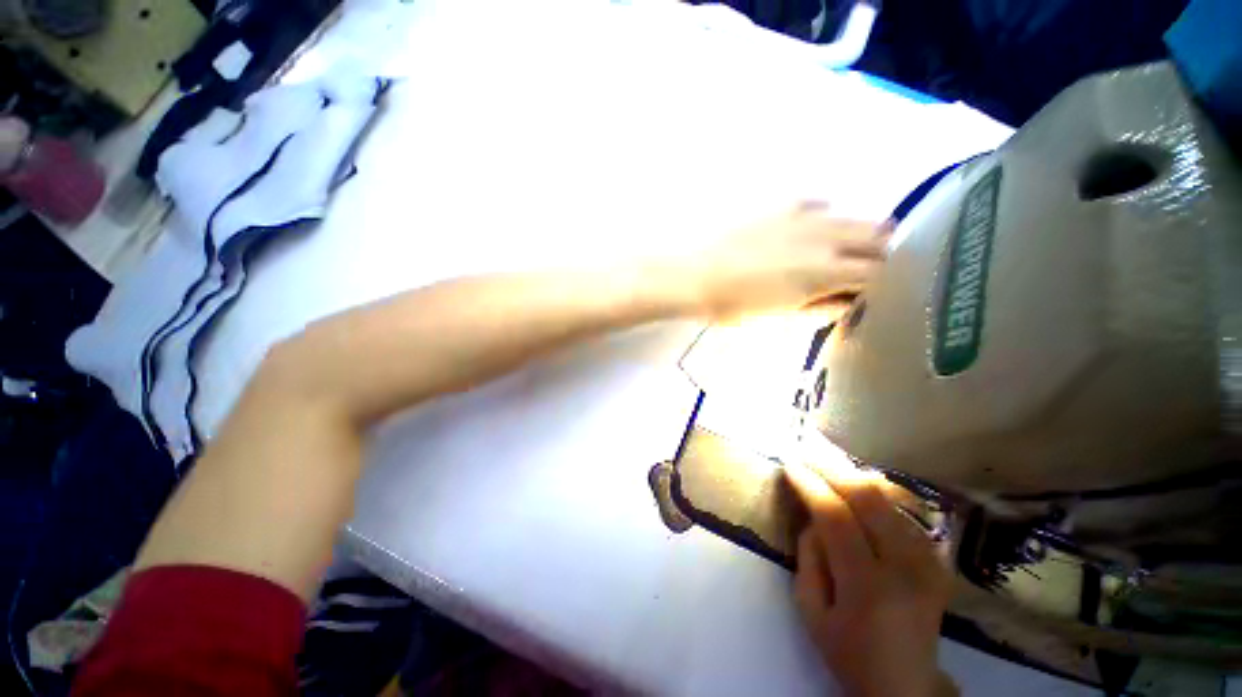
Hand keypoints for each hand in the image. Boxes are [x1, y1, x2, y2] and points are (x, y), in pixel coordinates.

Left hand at [682, 202, 889, 318]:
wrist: (694, 274)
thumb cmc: (733, 304)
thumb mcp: (778, 315)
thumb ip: (818, 307)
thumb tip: (844, 302)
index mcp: (825, 271)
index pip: (878, 273)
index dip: (878, 284)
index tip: (866, 291)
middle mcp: (826, 237)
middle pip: (878, 237)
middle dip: (877, 255)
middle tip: (859, 270)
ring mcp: (806, 215)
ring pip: (854, 218)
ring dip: (857, 235)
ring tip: (837, 251)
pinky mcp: (784, 204)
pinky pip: (820, 205)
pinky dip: (824, 219)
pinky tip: (806, 233)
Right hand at [785, 460, 955, 696]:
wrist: (906, 684)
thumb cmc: (849, 651)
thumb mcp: (811, 611)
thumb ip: (808, 558)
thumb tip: (813, 517)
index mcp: (867, 586)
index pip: (836, 517)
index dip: (810, 485)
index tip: (790, 465)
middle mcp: (904, 567)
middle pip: (869, 499)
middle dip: (833, 468)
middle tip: (808, 450)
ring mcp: (928, 562)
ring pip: (890, 499)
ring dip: (855, 475)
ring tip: (828, 459)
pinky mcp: (937, 561)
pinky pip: (904, 513)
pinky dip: (878, 493)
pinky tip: (859, 484)